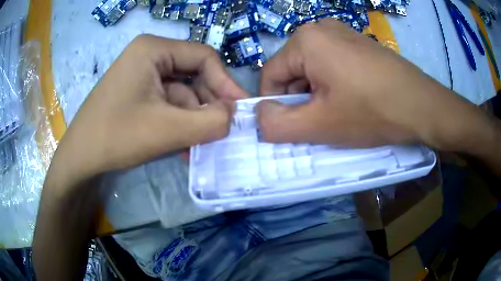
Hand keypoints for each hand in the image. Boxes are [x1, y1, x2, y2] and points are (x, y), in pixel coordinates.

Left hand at [51, 35, 247, 186]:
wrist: (80, 158)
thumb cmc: (116, 136)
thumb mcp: (167, 130)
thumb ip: (210, 122)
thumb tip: (234, 115)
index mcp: (154, 48)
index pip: (204, 57)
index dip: (226, 83)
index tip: (240, 110)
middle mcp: (149, 55)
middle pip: (192, 77)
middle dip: (206, 108)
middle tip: (221, 134)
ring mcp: (142, 75)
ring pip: (181, 95)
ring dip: (192, 121)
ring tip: (198, 148)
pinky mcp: (138, 93)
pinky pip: (167, 105)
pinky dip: (178, 124)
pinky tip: (182, 146)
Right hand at [256, 19, 492, 151]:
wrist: (423, 106)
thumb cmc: (373, 113)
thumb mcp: (319, 125)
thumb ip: (277, 124)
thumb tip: (257, 115)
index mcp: (305, 40)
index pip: (270, 74)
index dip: (276, 104)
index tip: (295, 125)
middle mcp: (320, 27)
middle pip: (292, 70)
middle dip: (300, 99)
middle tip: (323, 120)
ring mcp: (342, 32)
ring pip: (312, 68)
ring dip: (317, 93)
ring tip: (340, 111)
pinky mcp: (358, 42)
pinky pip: (332, 63)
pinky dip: (334, 84)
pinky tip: (353, 98)